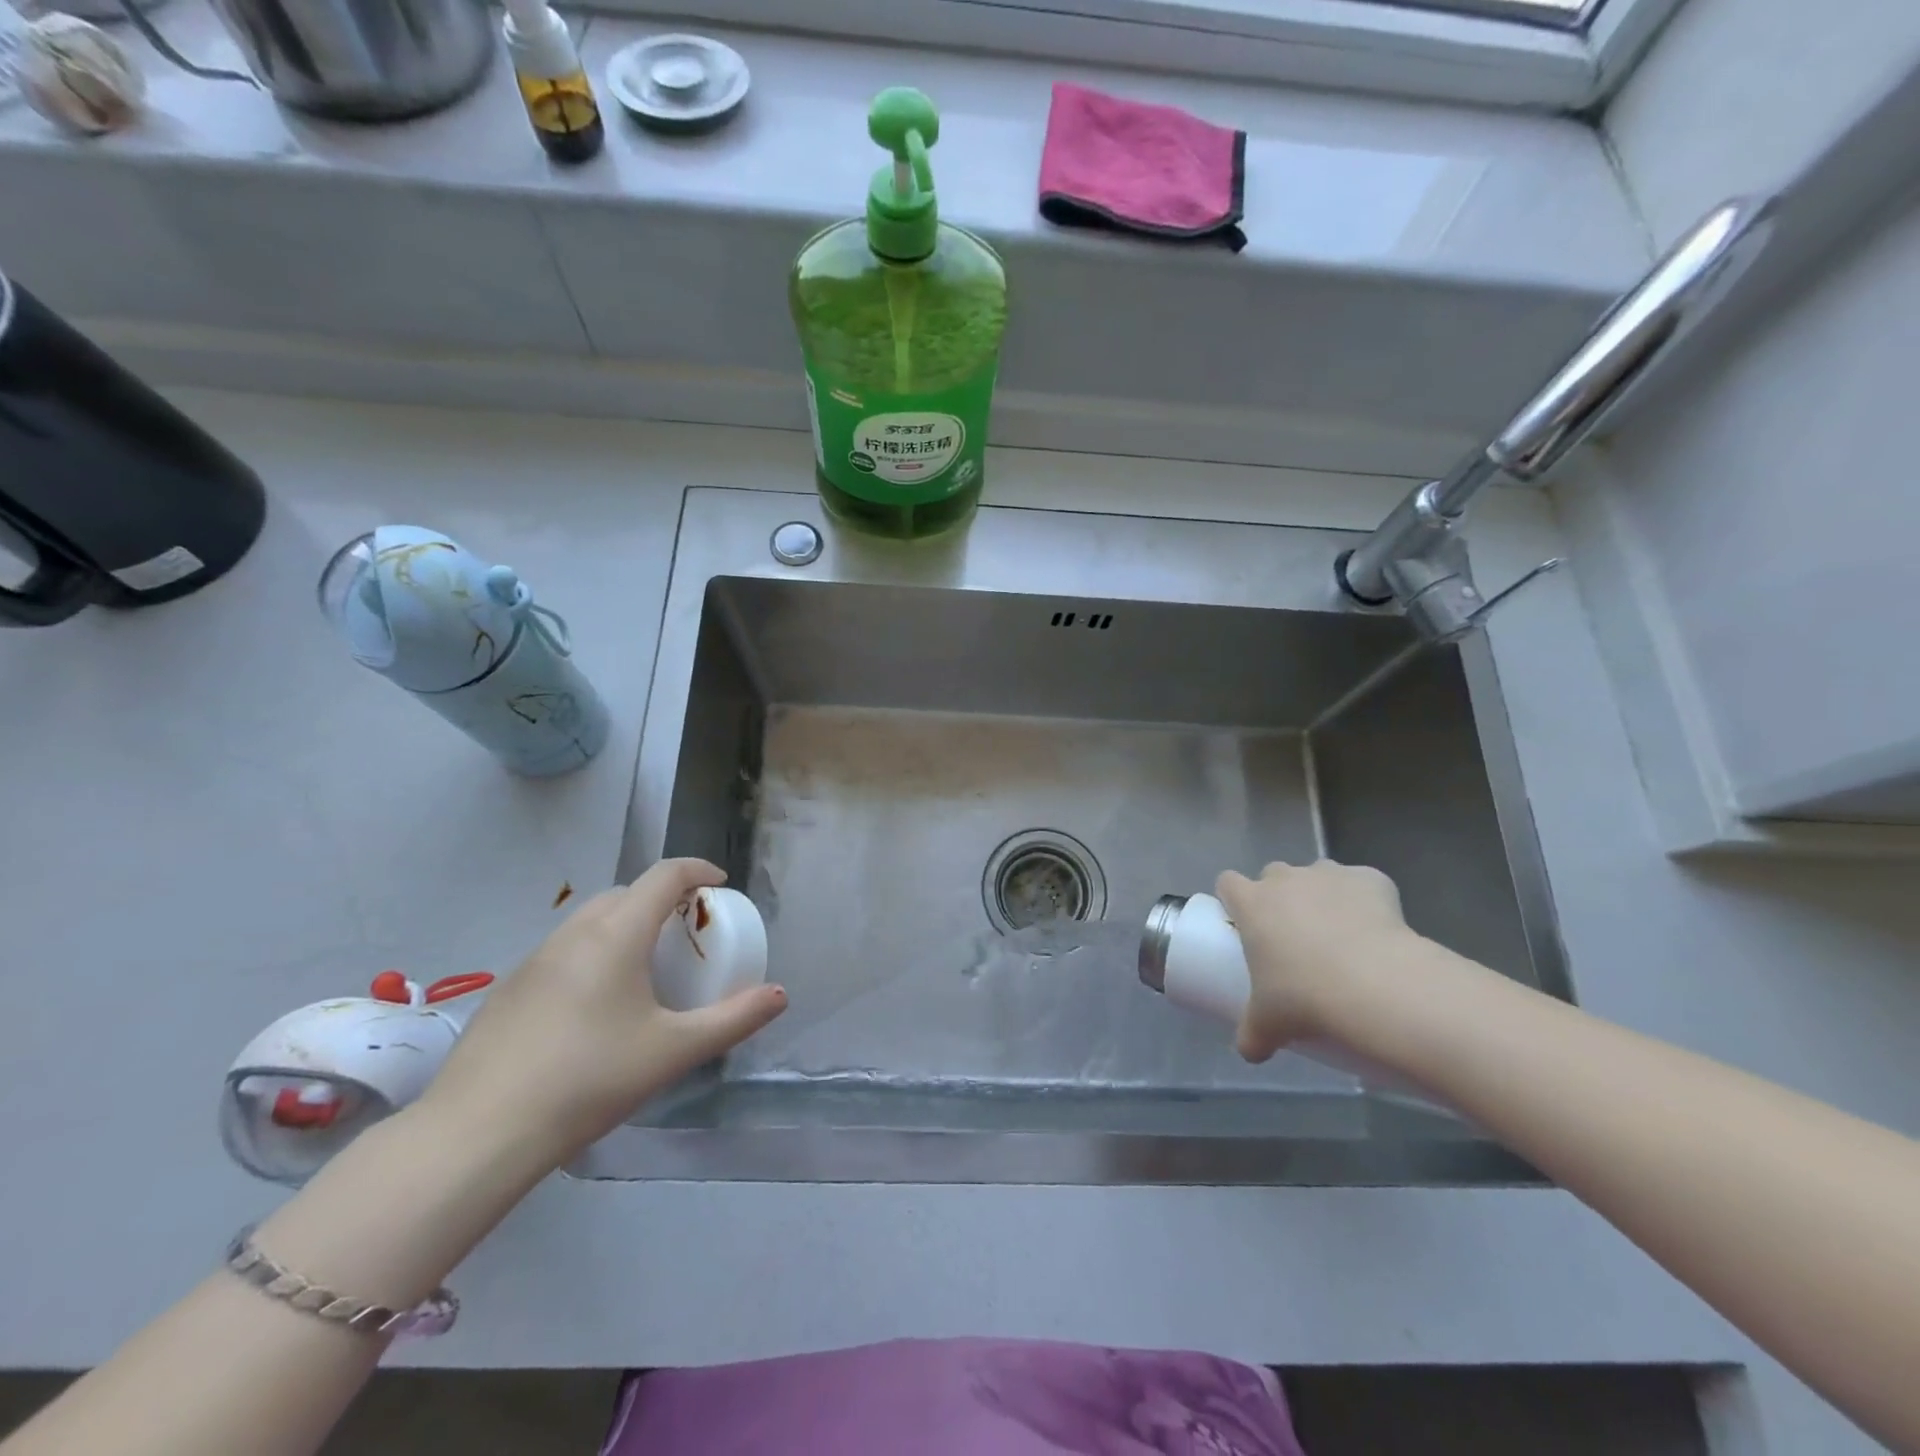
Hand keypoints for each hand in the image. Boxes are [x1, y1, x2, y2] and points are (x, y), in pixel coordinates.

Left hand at [419, 859, 786, 1172]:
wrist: (478, 1134)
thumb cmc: (590, 1080)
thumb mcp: (674, 1051)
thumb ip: (733, 1020)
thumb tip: (779, 995)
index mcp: (617, 934)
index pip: (664, 875)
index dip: (697, 870)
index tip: (720, 887)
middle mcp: (574, 933)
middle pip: (627, 893)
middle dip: (662, 900)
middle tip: (685, 936)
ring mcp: (533, 959)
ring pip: (590, 921)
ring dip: (624, 925)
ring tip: (643, 970)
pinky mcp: (508, 989)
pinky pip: (564, 950)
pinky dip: (592, 954)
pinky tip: (593, 1008)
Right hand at [1215, 859, 1415, 1062]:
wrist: (1377, 986)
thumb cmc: (1305, 997)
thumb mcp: (1268, 1022)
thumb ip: (1252, 1034)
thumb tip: (1249, 1052)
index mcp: (1252, 902)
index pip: (1228, 882)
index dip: (1233, 899)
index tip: (1243, 923)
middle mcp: (1286, 878)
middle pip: (1273, 874)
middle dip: (1280, 896)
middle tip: (1291, 935)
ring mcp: (1329, 874)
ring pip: (1317, 875)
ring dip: (1320, 895)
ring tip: (1337, 934)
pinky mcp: (1372, 879)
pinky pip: (1363, 883)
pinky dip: (1366, 900)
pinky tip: (1376, 930)